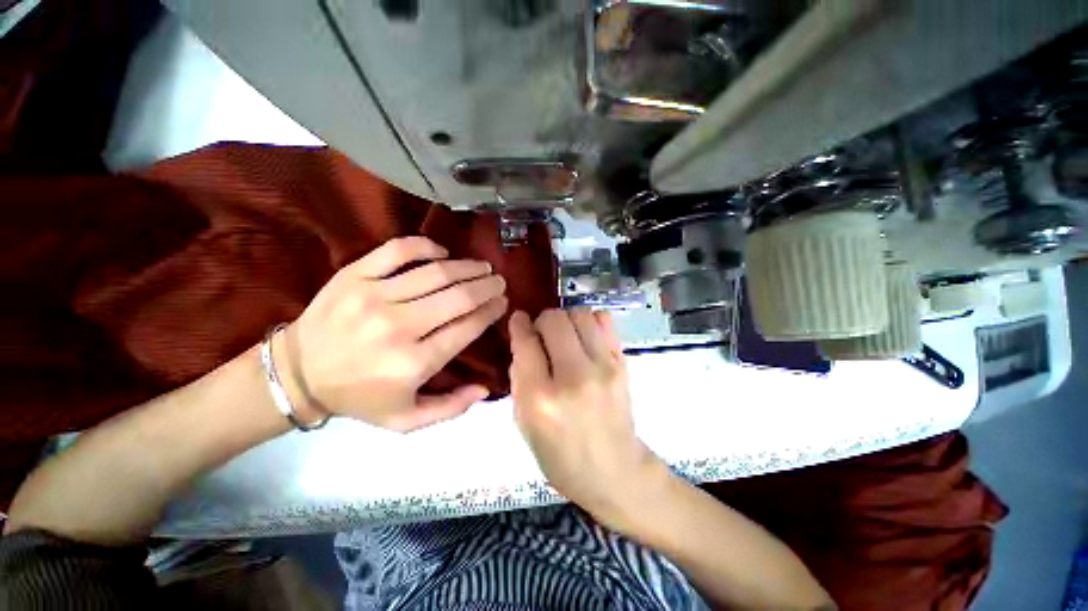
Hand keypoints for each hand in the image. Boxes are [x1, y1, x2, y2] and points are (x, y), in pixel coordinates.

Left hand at [278, 237, 507, 431]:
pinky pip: (399, 251)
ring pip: (436, 273)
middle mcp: (398, 327)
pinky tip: (441, 252)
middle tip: (499, 282)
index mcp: (413, 362)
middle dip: (487, 286)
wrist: (297, 373)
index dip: (491, 311)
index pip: (467, 327)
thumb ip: (450, 408)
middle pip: (458, 297)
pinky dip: (426, 247)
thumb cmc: (358, 397)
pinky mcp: (354, 276)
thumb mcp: (405, 420)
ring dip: (467, 267)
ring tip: (482, 267)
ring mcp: (374, 296)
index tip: (503, 303)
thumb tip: (485, 388)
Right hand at [508, 309, 668, 526]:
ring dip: (566, 319)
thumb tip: (523, 339)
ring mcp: (603, 368)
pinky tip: (585, 337)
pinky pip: (605, 321)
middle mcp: (573, 377)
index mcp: (541, 399)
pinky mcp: (623, 363)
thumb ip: (519, 377)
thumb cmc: (561, 456)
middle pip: (554, 320)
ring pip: (580, 314)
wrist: (615, 471)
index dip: (519, 324)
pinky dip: (590, 321)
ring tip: (565, 335)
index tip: (519, 320)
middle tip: (543, 335)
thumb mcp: (524, 424)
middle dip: (542, 321)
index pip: (526, 342)